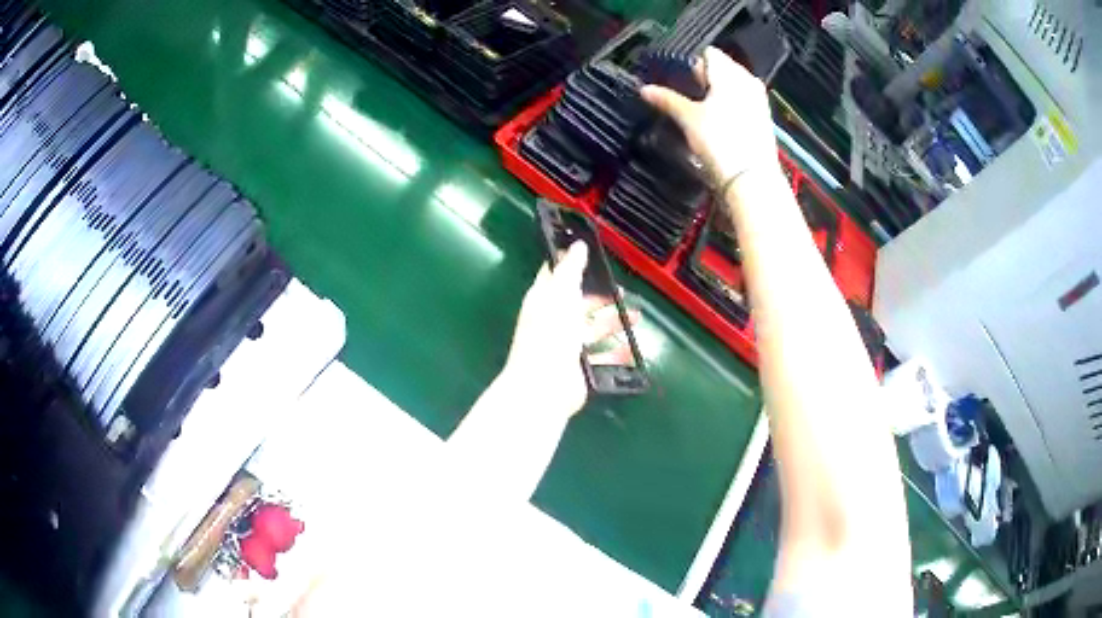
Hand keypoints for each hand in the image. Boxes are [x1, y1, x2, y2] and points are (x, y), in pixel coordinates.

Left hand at [503, 241, 638, 417]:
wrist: (545, 386)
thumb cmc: (551, 334)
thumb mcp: (561, 294)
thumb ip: (571, 269)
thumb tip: (578, 245)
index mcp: (545, 299)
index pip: (557, 274)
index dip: (572, 263)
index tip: (593, 254)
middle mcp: (555, 320)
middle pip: (581, 303)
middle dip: (602, 296)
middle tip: (623, 291)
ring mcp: (567, 345)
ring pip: (594, 329)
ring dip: (615, 322)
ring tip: (636, 317)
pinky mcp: (580, 368)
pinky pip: (602, 356)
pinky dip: (617, 353)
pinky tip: (633, 349)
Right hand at [641, 47, 778, 185]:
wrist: (751, 180)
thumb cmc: (720, 142)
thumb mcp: (688, 119)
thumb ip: (667, 99)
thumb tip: (644, 89)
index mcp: (729, 73)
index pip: (708, 54)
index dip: (691, 63)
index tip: (678, 79)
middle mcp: (747, 81)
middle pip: (723, 68)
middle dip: (705, 78)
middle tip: (686, 94)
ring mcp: (758, 101)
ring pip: (734, 86)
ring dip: (717, 92)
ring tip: (701, 110)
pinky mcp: (763, 120)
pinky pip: (743, 102)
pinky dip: (730, 106)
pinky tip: (718, 122)